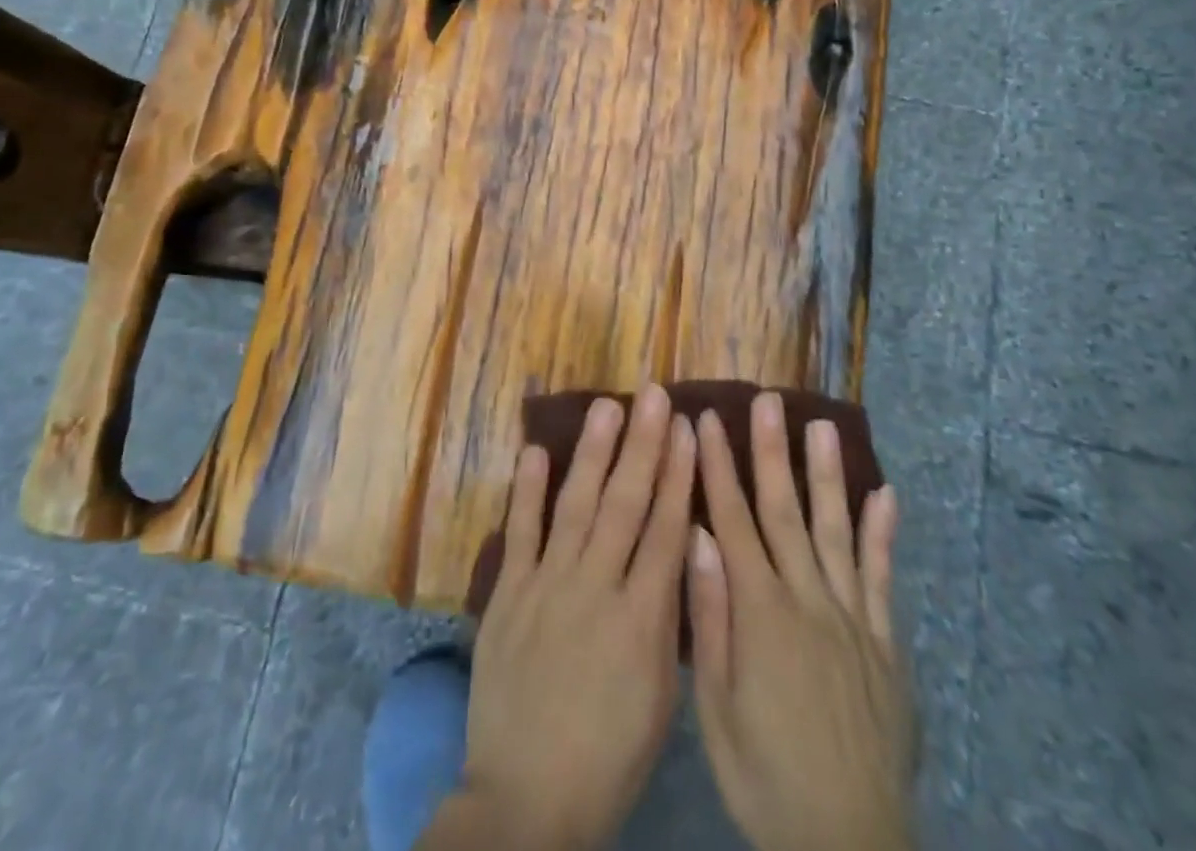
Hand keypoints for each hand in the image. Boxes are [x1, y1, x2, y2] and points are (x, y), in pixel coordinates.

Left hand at [420, 385, 695, 850]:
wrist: (526, 799)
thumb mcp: (661, 697)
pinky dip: (527, 489)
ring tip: (608, 406)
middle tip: (654, 395)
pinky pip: (520, 531)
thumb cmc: (609, 754)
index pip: (666, 529)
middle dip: (643, 444)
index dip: (678, 474)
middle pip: (625, 503)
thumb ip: (670, 619)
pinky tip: (535, 449)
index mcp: (642, 620)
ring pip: (575, 505)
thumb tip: (682, 549)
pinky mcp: (508, 593)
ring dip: (592, 452)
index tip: (687, 428)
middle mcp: (595, 588)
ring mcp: (547, 585)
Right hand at [687, 393, 916, 850]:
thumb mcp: (717, 706)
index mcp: (760, 611)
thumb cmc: (764, 775)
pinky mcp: (885, 644)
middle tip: (766, 400)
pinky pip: (884, 579)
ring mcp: (852, 619)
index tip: (705, 419)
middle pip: (784, 510)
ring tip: (820, 425)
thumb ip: (710, 615)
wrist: (849, 844)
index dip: (717, 465)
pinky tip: (885, 494)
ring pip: (835, 530)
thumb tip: (697, 534)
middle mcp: (807, 599)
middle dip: (770, 450)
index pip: (732, 519)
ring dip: (826, 475)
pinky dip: (884, 534)